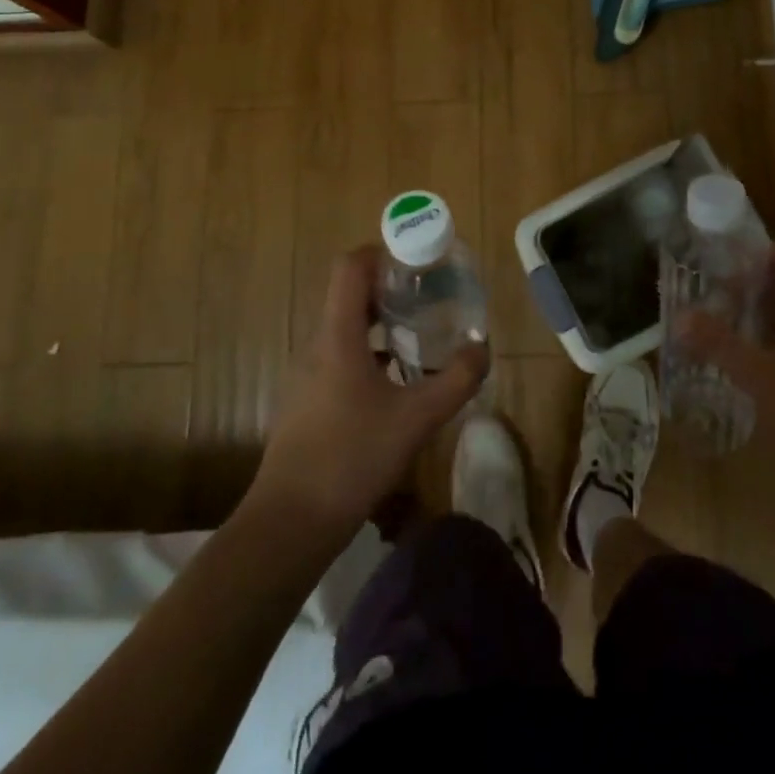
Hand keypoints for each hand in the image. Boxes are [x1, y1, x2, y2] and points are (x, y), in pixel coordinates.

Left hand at [249, 245, 484, 542]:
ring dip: (382, 321)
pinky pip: (341, 356)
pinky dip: (371, 352)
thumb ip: (456, 380)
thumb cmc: (352, 457)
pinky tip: (398, 380)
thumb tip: (483, 348)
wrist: (291, 521)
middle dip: (391, 286)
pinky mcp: (309, 400)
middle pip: (350, 293)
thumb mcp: (416, 418)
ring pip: (347, 327)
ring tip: (421, 332)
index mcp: (338, 335)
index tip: (419, 260)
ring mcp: (309, 373)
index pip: (350, 267)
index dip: (383, 252)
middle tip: (431, 294)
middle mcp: (318, 345)